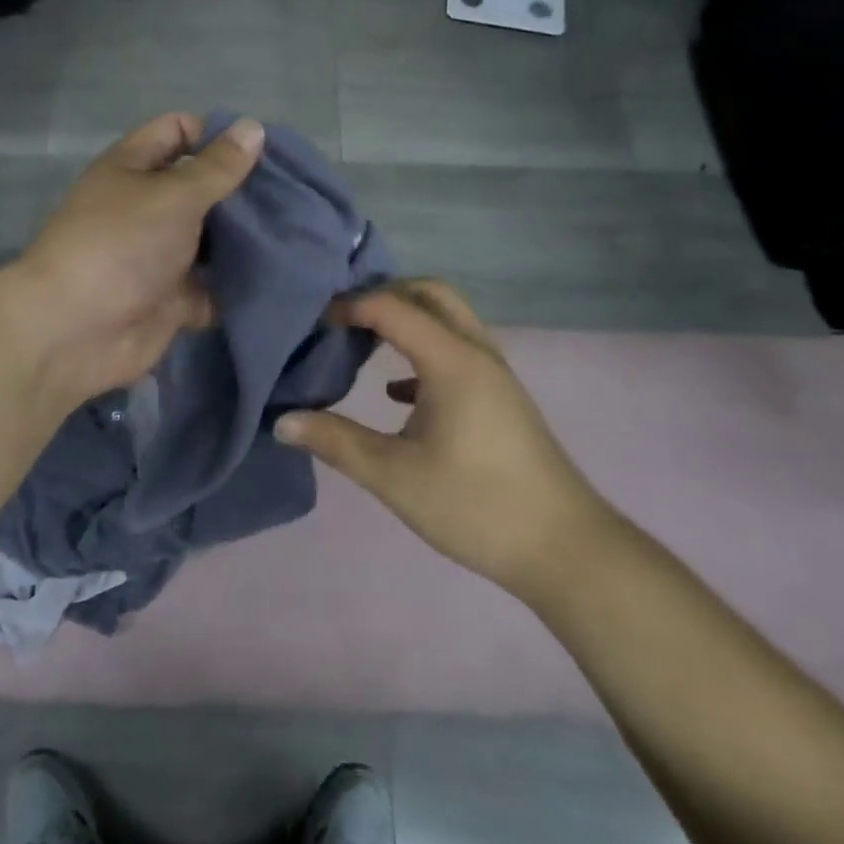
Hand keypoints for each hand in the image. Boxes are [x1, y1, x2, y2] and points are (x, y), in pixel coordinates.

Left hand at [12, 113, 264, 407]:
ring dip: (246, 240)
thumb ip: (217, 167)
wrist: (76, 331)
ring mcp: (158, 256)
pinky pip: (213, 287)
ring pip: (211, 240)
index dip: (215, 135)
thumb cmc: (122, 245)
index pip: (177, 132)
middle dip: (242, 191)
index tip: (262, 152)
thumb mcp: (173, 195)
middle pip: (200, 188)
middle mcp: (146, 208)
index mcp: (133, 168)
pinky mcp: (172, 299)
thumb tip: (253, 127)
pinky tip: (281, 278)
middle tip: (293, 195)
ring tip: (298, 233)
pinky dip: (238, 286)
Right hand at [276, 280, 613, 602]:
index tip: (313, 324)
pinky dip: (422, 351)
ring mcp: (494, 374)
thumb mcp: (393, 476)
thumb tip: (280, 421)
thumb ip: (334, 441)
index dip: (349, 306)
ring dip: (405, 320)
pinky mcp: (500, 398)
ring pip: (447, 320)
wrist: (563, 548)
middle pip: (429, 294)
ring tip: (360, 343)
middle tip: (341, 319)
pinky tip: (397, 393)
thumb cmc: (474, 505)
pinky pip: (456, 351)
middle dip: (382, 295)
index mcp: (451, 360)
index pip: (392, 306)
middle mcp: (476, 352)